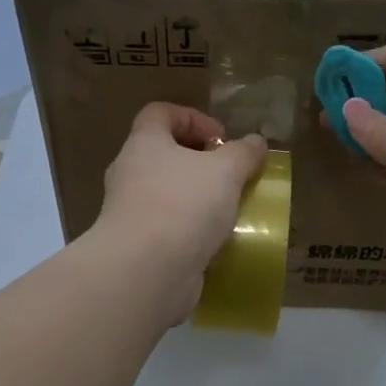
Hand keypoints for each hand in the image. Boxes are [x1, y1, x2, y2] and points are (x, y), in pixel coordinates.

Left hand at [88, 103, 267, 327]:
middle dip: (199, 162)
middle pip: (163, 154)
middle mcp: (129, 173)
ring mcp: (129, 211)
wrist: (145, 272)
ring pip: (166, 193)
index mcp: (144, 143)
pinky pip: (166, 227)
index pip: (160, 113)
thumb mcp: (225, 171)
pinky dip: (189, 230)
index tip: (222, 139)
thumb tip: (255, 141)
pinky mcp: (136, 245)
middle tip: (230, 175)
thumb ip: (243, 153)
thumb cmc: (183, 206)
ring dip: (196, 198)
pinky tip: (214, 241)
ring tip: (228, 210)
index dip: (193, 117)